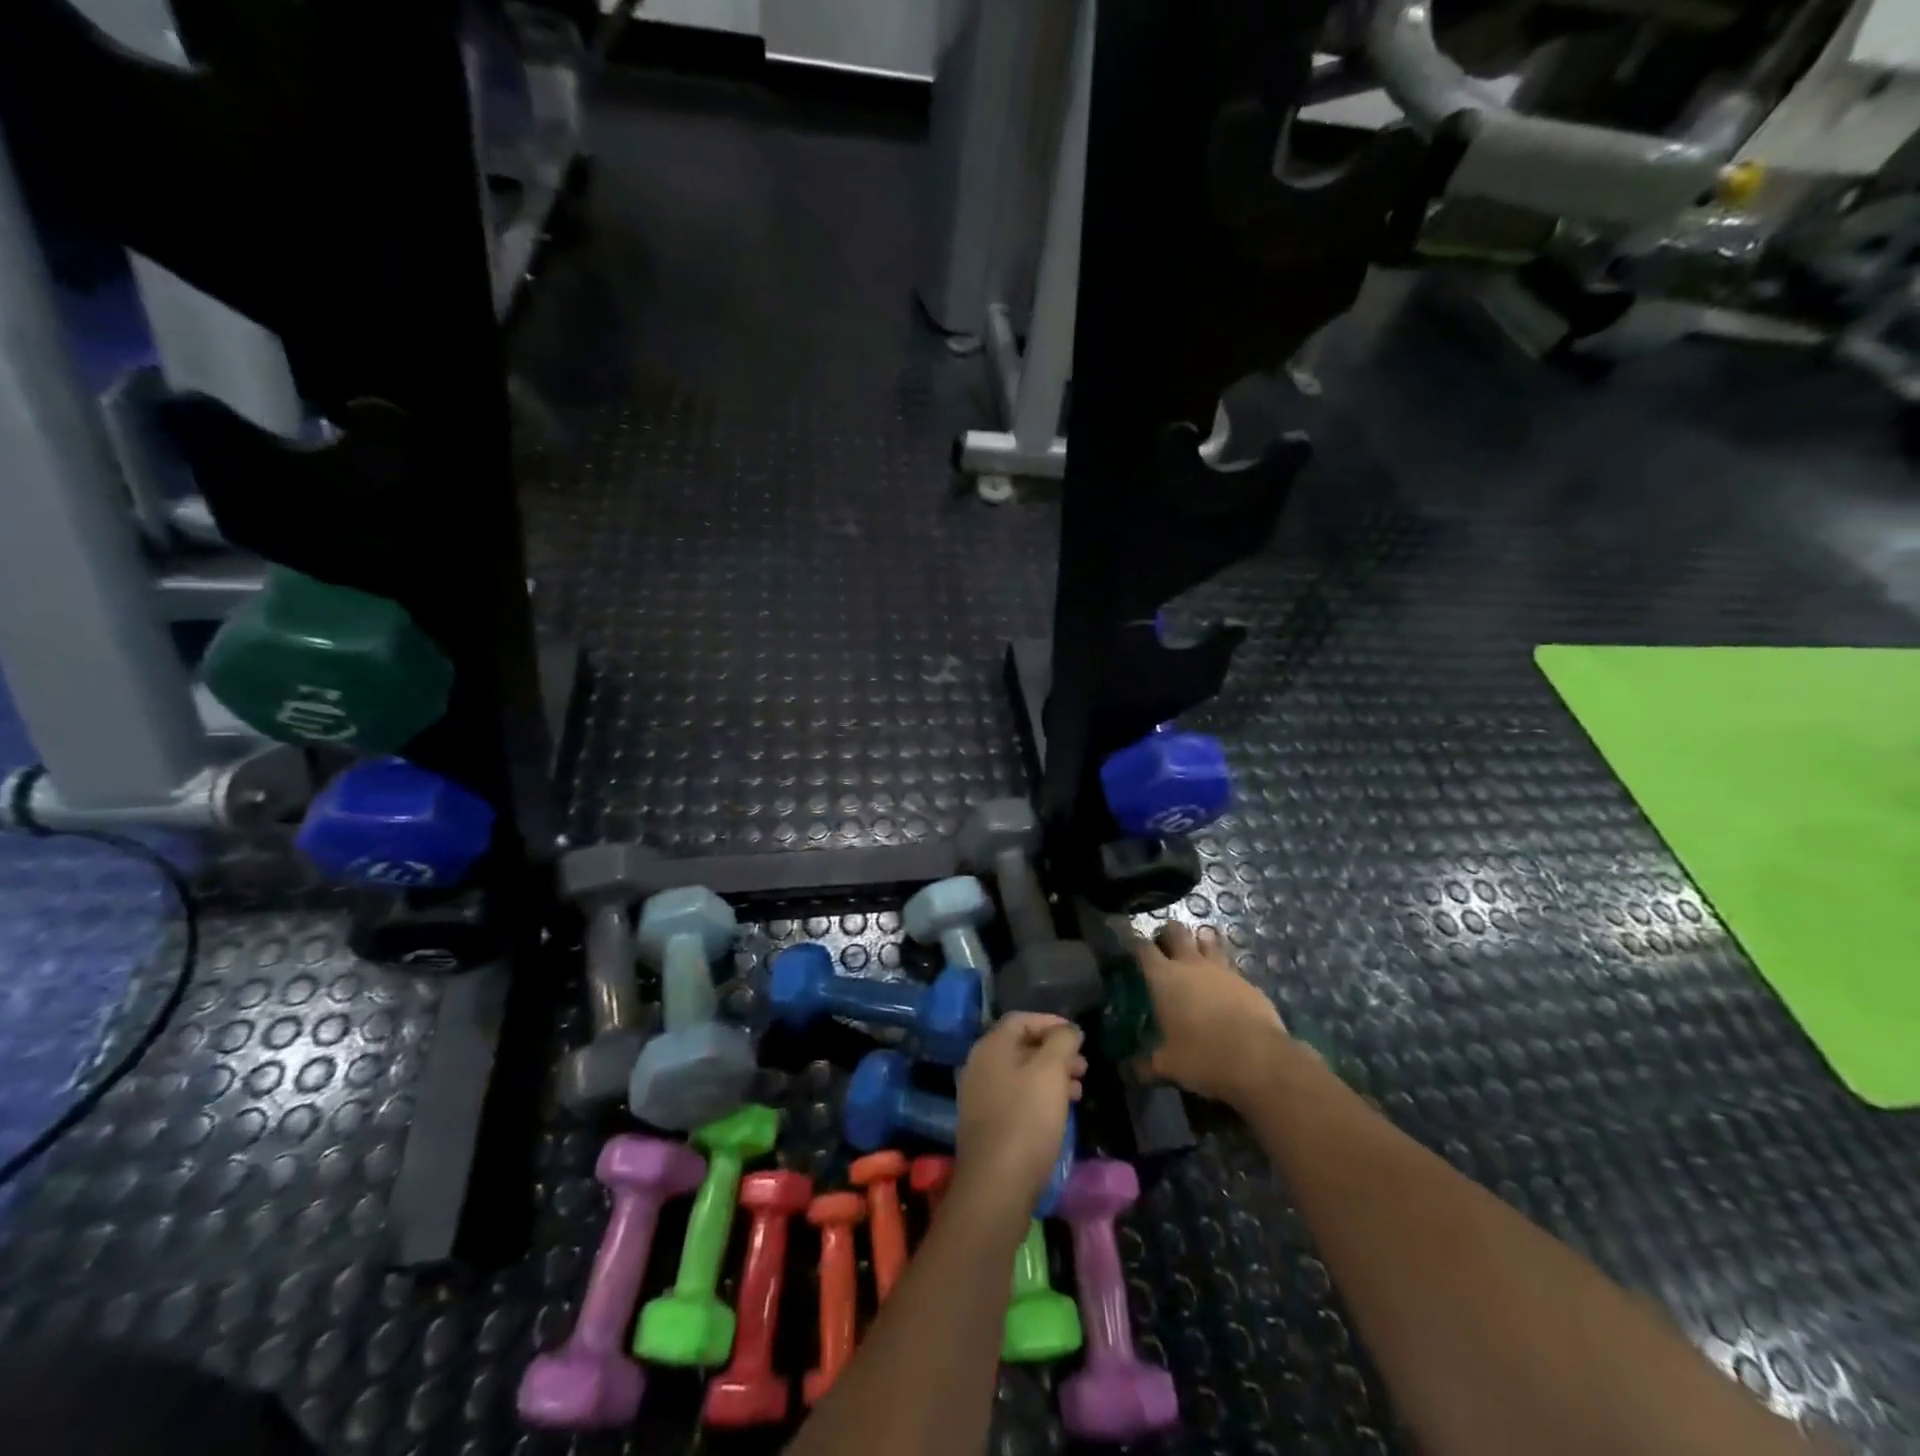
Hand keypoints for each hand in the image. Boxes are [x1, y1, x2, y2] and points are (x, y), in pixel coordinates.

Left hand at [954, 1013, 1085, 1218]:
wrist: (996, 1184)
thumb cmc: (1026, 1119)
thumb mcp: (1051, 1072)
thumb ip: (1062, 1042)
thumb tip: (1068, 1030)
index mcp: (991, 1046)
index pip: (1022, 1019)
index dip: (1051, 1023)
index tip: (1078, 1037)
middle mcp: (980, 1064)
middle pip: (1021, 1046)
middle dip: (1055, 1052)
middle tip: (1083, 1067)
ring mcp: (979, 1095)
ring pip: (1020, 1073)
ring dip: (1050, 1076)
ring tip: (1078, 1091)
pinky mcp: (985, 1122)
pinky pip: (1015, 1096)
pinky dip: (1038, 1096)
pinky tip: (1058, 1112)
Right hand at [1133, 922, 1289, 1108]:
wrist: (1261, 1061)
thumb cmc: (1203, 1057)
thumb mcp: (1168, 1066)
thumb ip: (1145, 1065)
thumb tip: (1126, 1071)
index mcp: (1164, 977)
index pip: (1142, 947)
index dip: (1133, 942)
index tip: (1128, 945)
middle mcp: (1191, 964)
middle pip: (1176, 931)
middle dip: (1167, 934)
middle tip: (1163, 948)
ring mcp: (1223, 970)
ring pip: (1207, 940)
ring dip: (1199, 944)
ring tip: (1195, 959)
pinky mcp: (1248, 982)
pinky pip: (1231, 967)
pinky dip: (1223, 972)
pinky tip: (1224, 988)